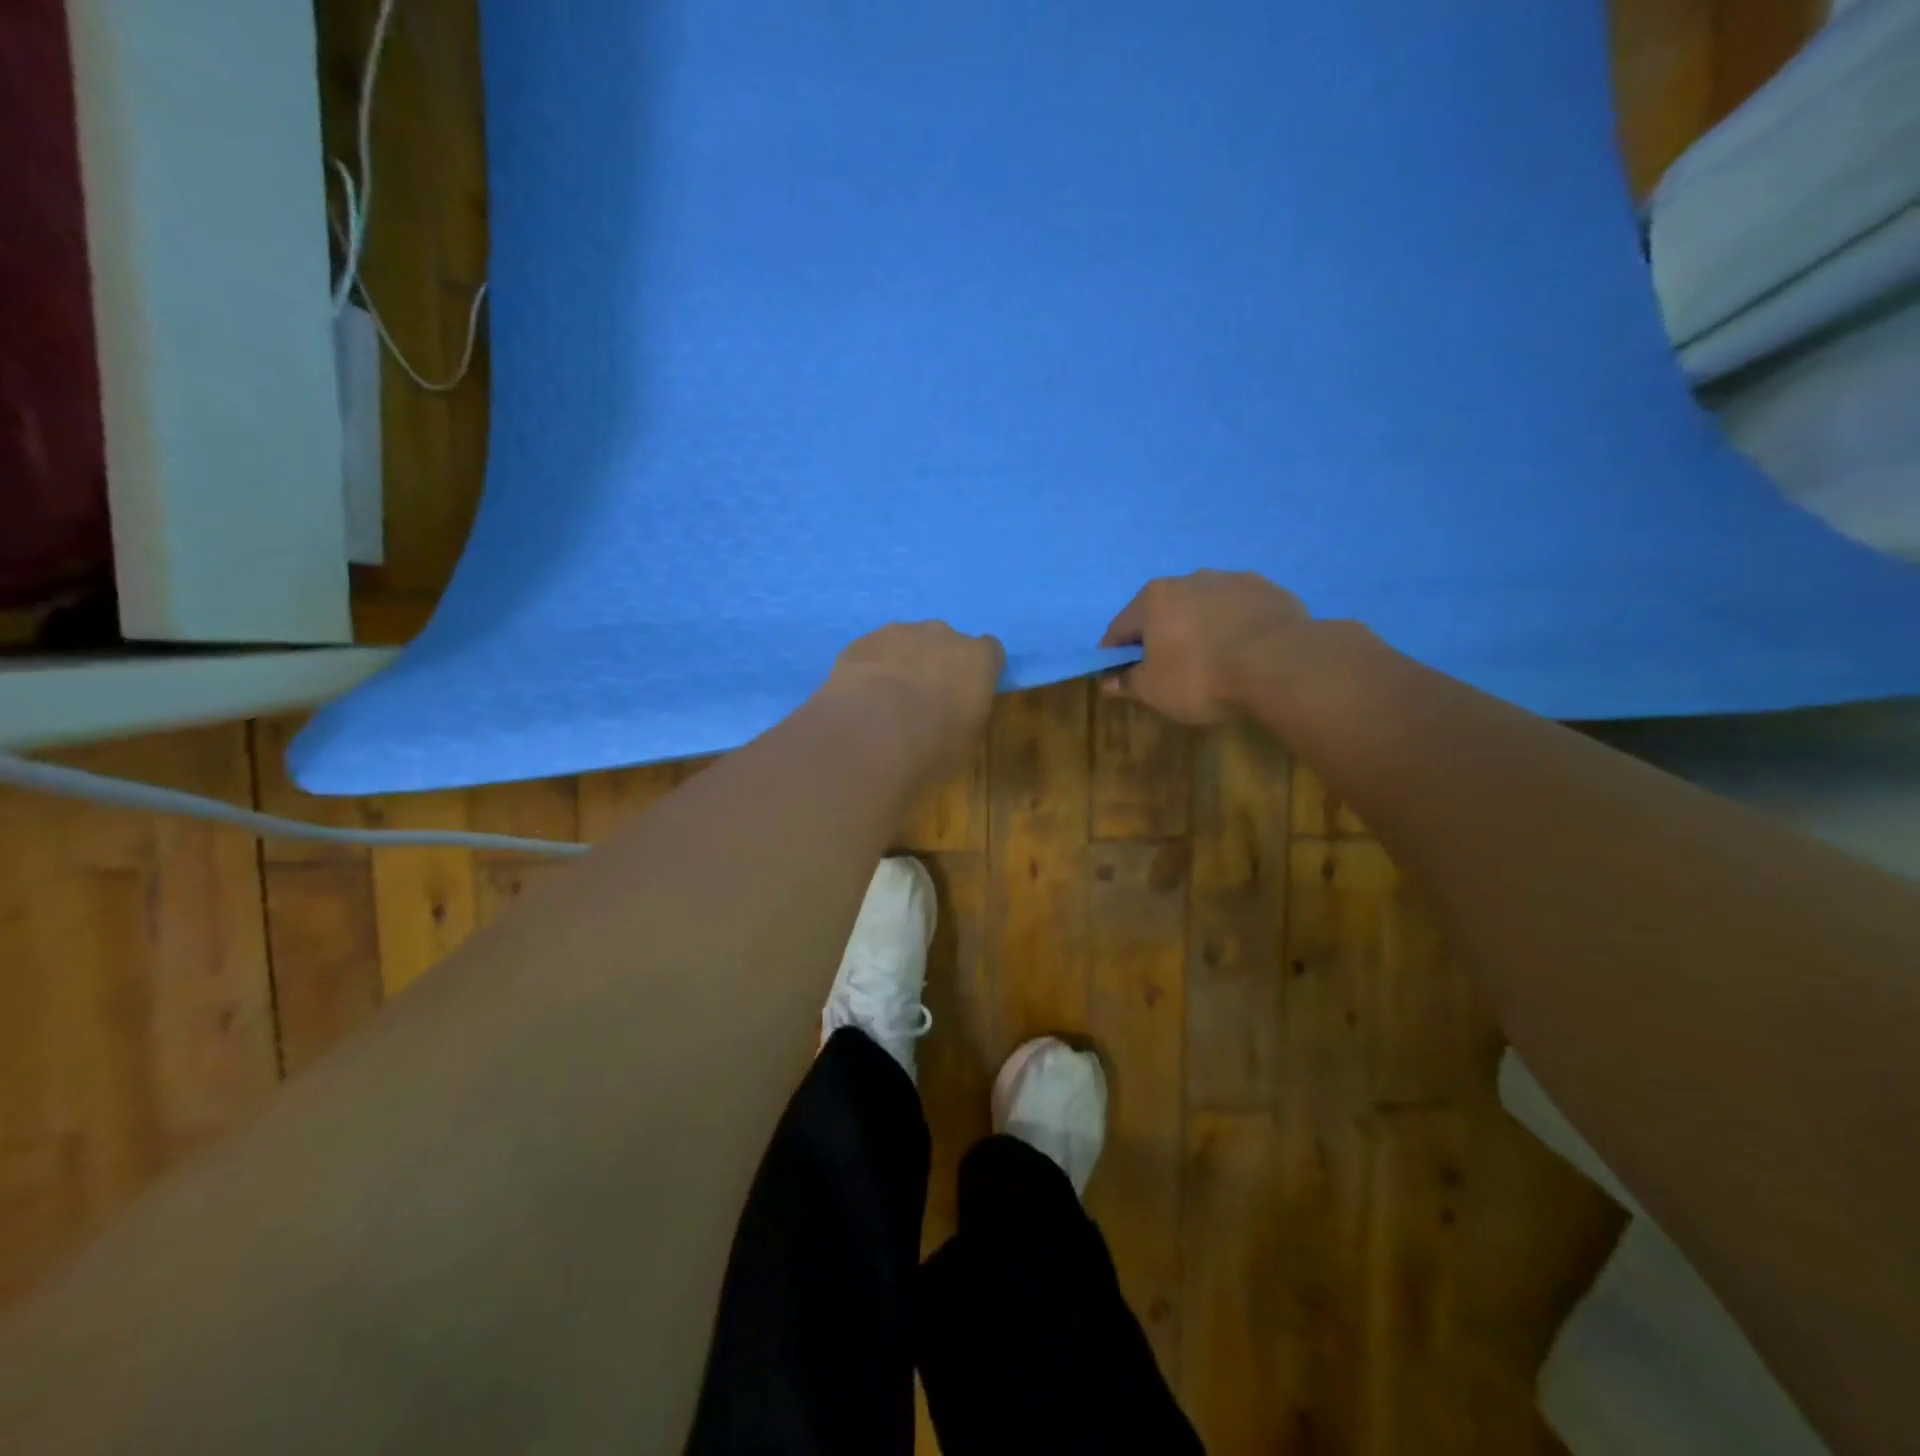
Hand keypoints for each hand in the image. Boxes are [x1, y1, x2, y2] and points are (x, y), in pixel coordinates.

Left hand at [825, 621, 1003, 784]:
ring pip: (907, 643)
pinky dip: (871, 669)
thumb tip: (957, 713)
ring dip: (903, 664)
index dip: (979, 673)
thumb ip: (968, 716)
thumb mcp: (967, 745)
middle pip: (946, 643)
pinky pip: (874, 653)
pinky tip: (861, 699)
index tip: (969, 695)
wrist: (869, 738)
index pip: (990, 652)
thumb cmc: (932, 748)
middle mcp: (942, 635)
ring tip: (887, 702)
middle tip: (925, 701)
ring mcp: (898, 632)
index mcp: (977, 659)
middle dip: (939, 665)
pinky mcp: (862, 641)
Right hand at [1100, 570, 1309, 723]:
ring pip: (1203, 606)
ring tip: (1210, 658)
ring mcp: (1232, 580)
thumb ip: (1128, 681)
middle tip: (1167, 668)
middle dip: (1159, 636)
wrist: (1281, 663)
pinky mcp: (1268, 590)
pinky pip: (1239, 610)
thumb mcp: (1154, 690)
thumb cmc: (1202, 676)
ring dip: (1198, 627)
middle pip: (1163, 611)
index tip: (1118, 673)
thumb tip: (1108, 680)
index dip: (1115, 653)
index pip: (1120, 627)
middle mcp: (1189, 578)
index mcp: (1154, 598)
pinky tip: (1242, 651)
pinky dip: (1233, 626)